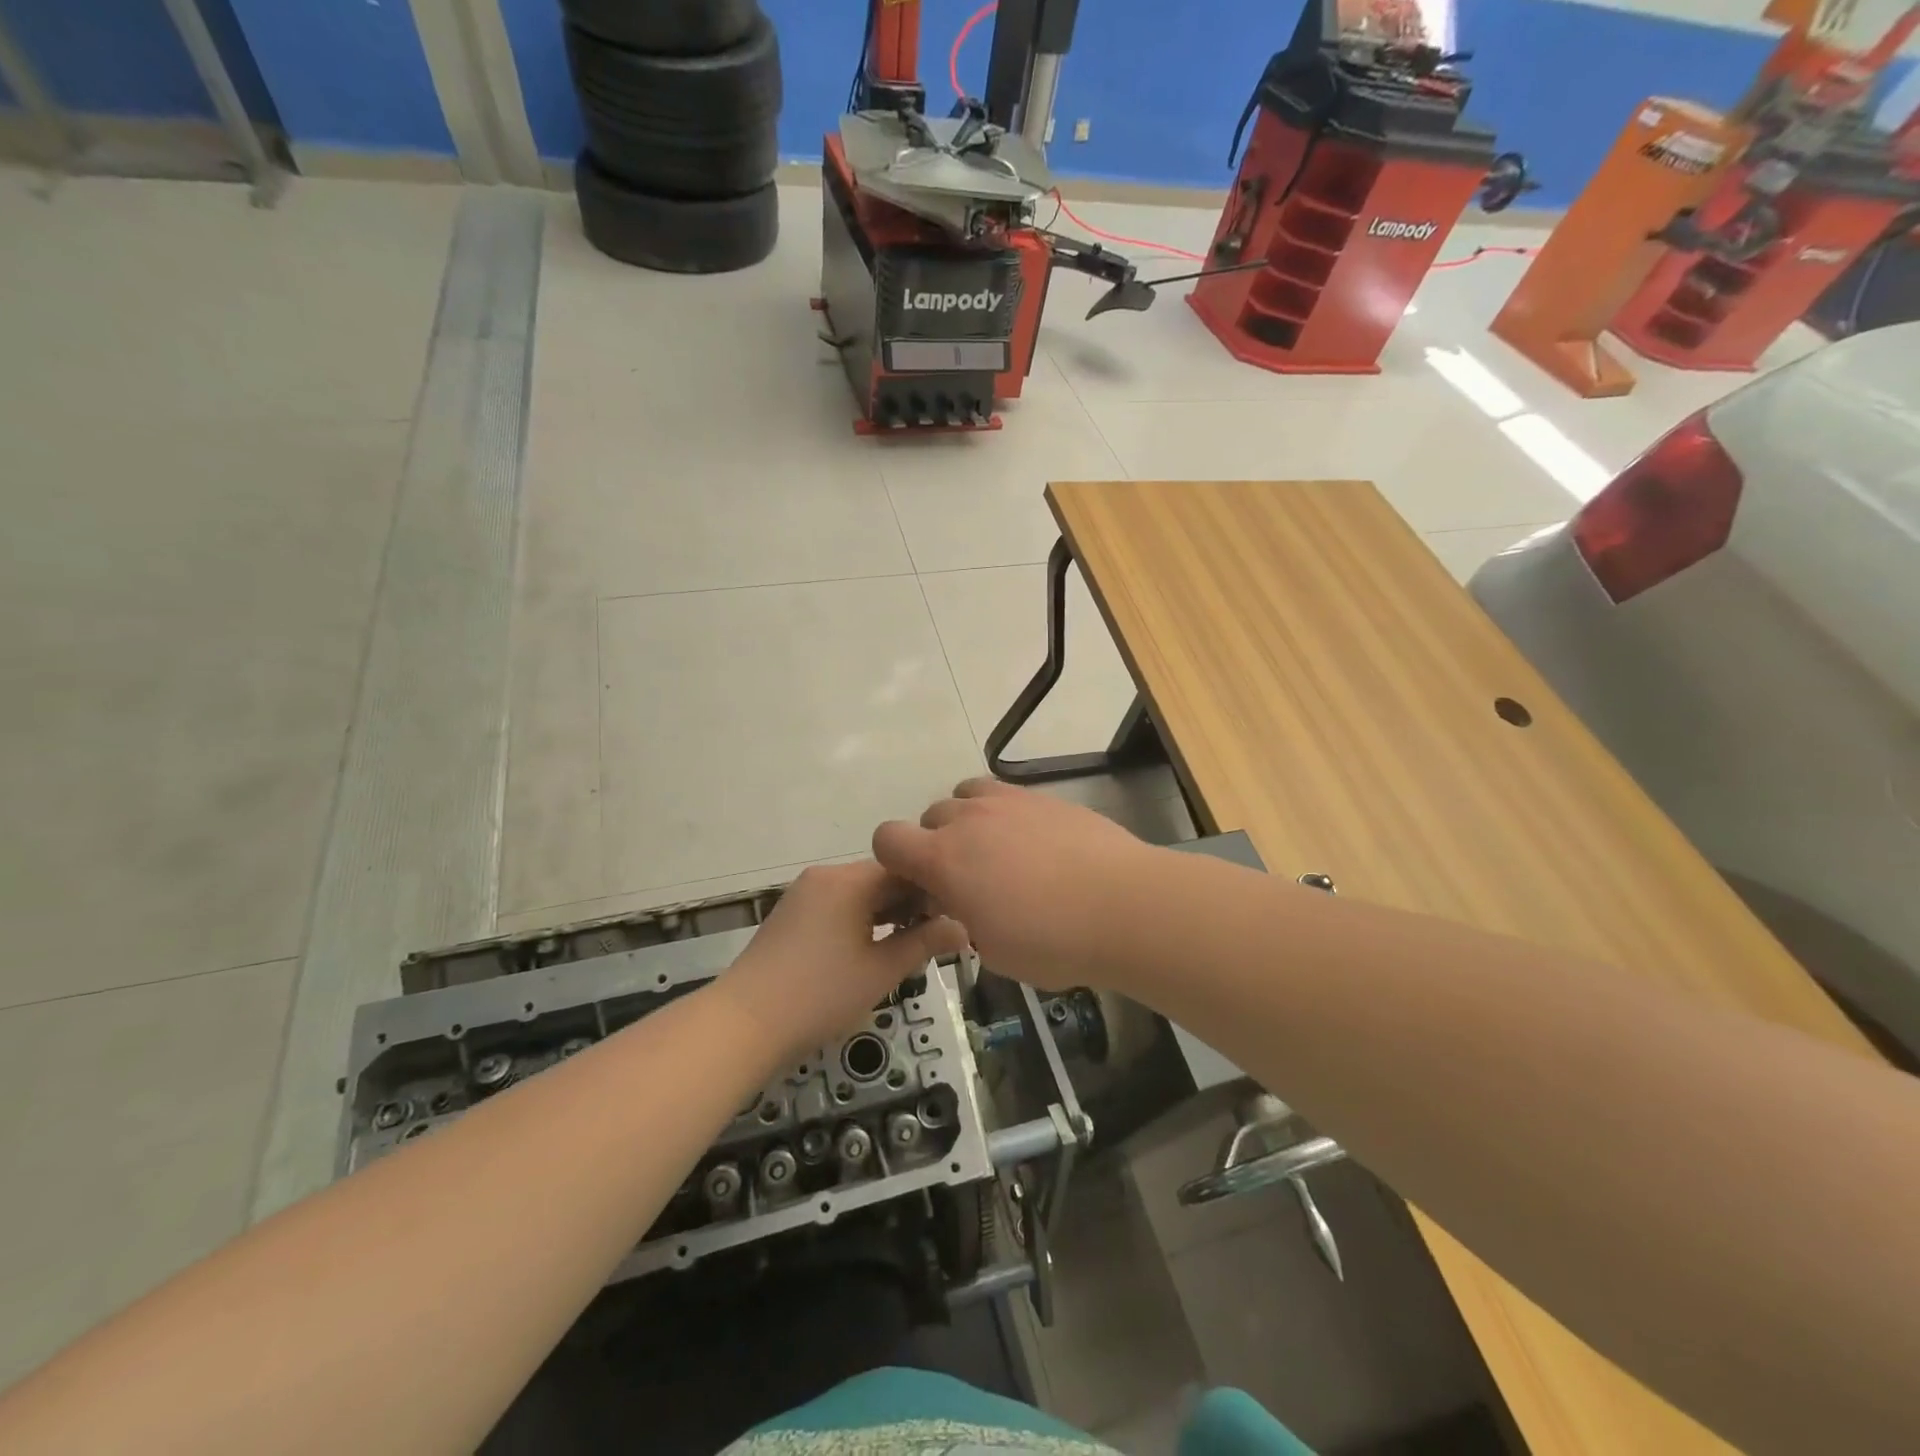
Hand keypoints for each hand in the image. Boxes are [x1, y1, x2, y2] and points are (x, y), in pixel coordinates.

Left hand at [721, 862, 966, 1060]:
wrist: (743, 1023)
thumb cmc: (820, 995)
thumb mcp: (881, 971)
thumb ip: (924, 944)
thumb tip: (963, 928)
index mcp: (850, 880)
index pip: (906, 869)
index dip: (934, 891)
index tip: (954, 919)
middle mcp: (826, 875)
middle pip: (881, 878)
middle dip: (910, 904)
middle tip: (935, 938)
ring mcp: (804, 893)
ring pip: (859, 892)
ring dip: (885, 913)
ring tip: (907, 945)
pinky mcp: (791, 913)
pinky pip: (837, 904)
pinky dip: (859, 919)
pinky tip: (870, 948)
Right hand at [873, 778, 1162, 991]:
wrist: (1124, 906)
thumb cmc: (1052, 941)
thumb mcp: (992, 950)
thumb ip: (962, 919)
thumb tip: (963, 903)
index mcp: (944, 859)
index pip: (887, 839)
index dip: (894, 862)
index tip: (921, 888)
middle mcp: (968, 819)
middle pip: (929, 816)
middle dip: (936, 845)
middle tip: (967, 880)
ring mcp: (1009, 802)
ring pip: (966, 795)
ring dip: (969, 820)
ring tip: (997, 853)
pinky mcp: (1044, 797)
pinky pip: (1006, 794)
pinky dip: (1005, 814)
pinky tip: (1034, 844)